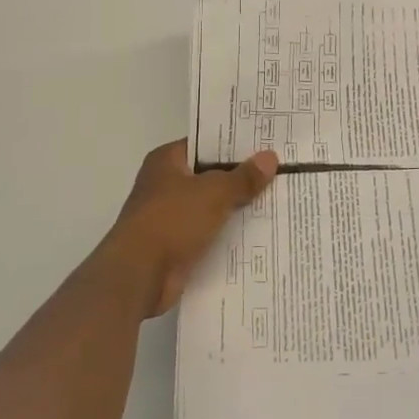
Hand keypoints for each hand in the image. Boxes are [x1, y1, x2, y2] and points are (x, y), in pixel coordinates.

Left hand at [94, 141, 278, 319]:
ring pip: (211, 206)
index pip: (204, 143)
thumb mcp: (214, 192)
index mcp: (167, 161)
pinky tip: (258, 232)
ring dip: (235, 207)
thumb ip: (243, 177)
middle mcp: (165, 184)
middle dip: (240, 177)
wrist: (139, 275)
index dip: (233, 143)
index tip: (264, 144)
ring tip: (276, 200)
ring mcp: (169, 216)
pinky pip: (208, 233)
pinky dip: (227, 234)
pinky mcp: (175, 245)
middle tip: (279, 171)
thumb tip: (270, 158)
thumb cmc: (172, 220)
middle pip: (210, 175)